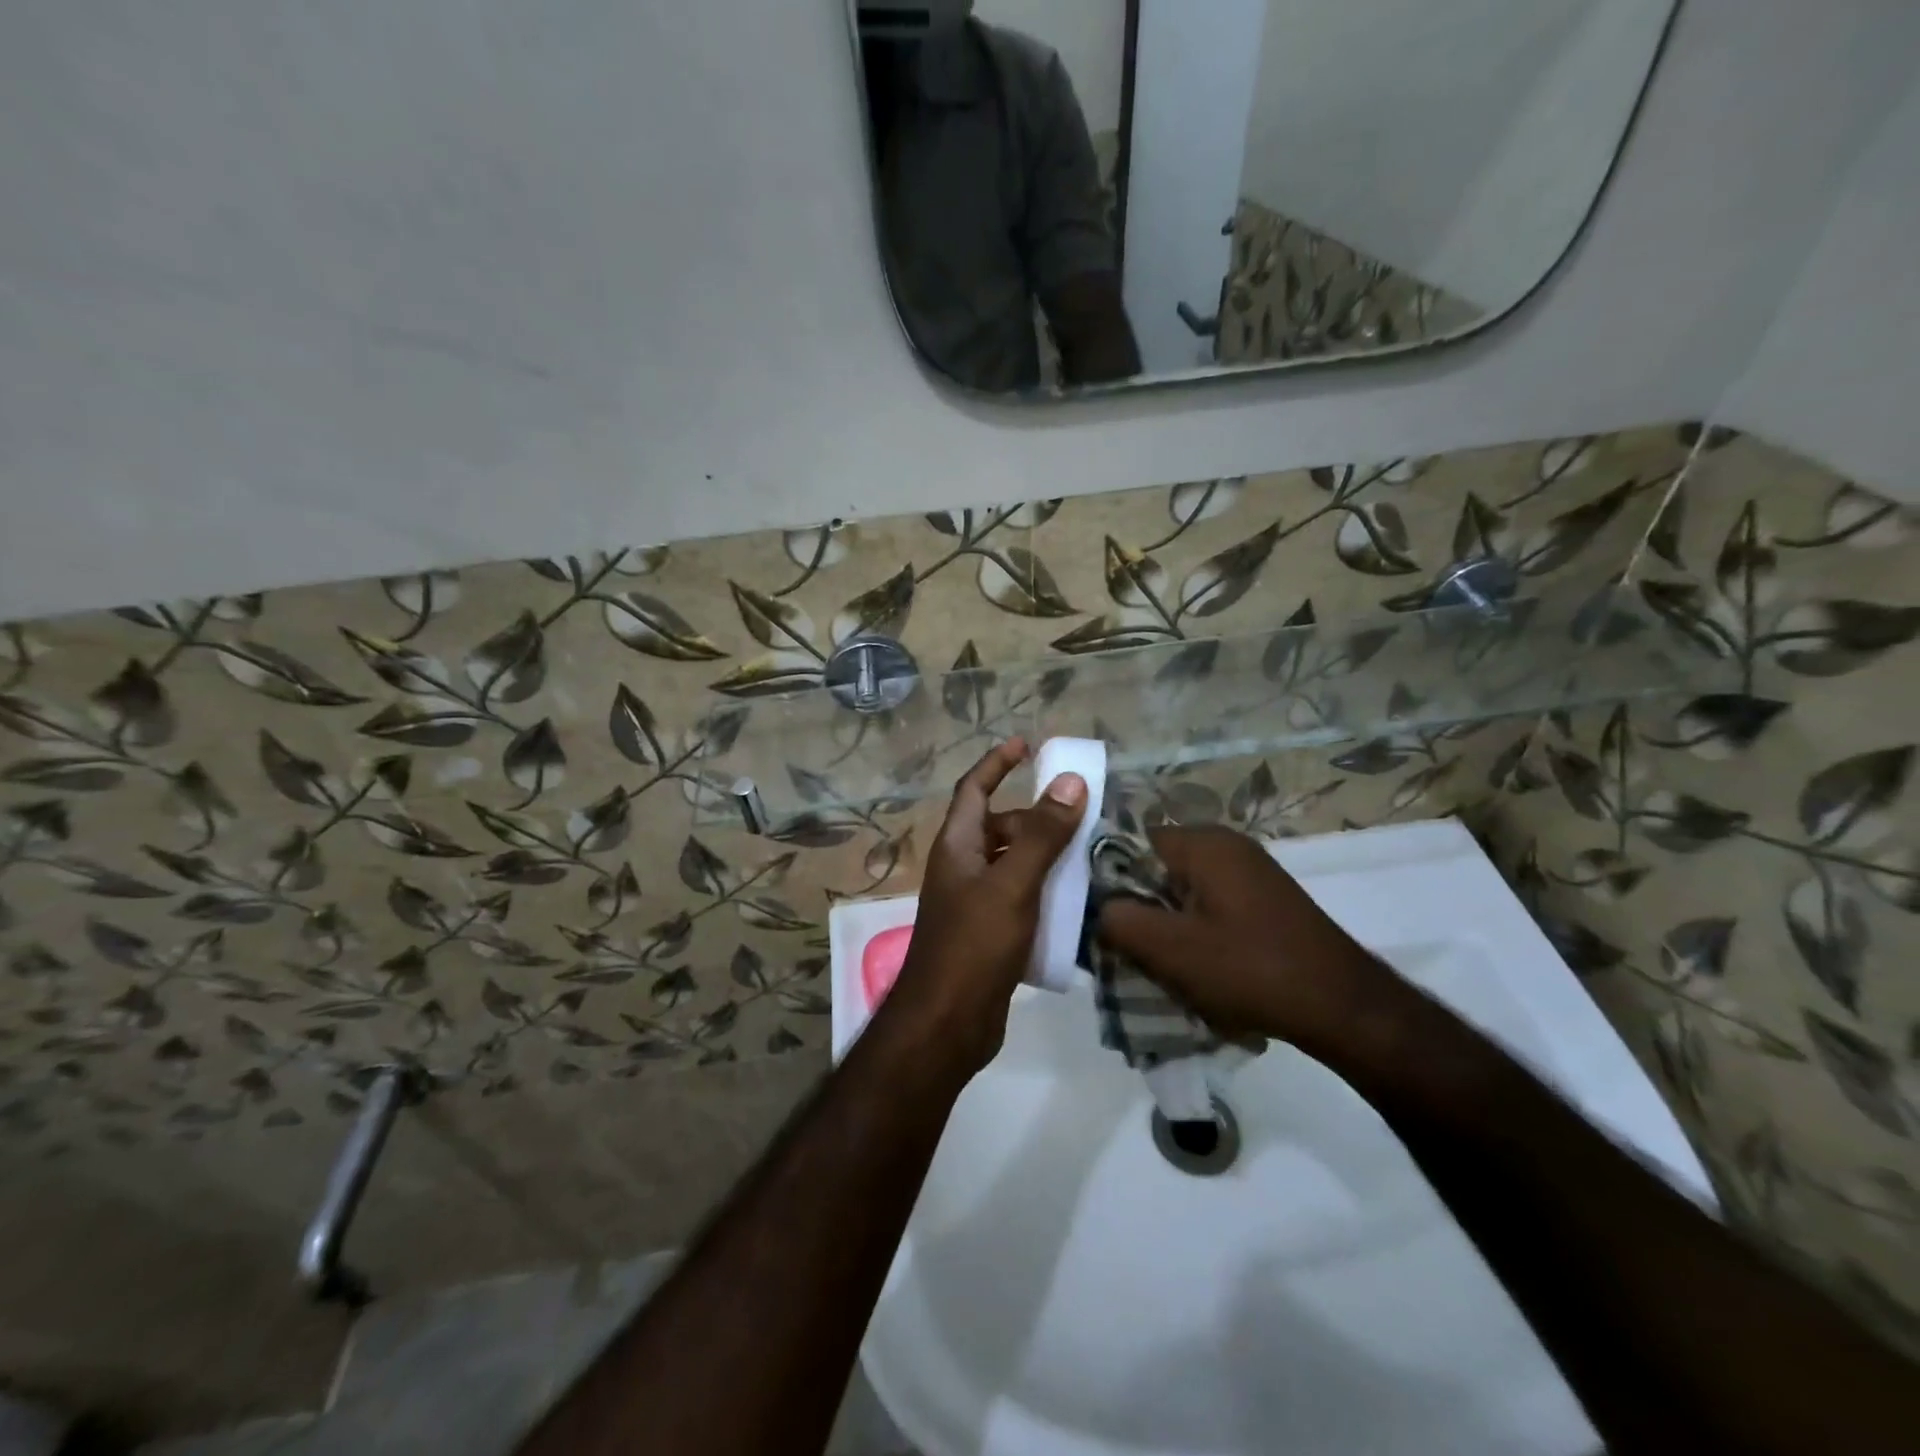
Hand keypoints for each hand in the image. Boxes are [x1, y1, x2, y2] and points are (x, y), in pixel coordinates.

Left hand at [884, 738, 1086, 1074]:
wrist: (947, 1023)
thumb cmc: (973, 945)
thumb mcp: (1012, 884)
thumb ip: (1042, 835)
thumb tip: (1068, 781)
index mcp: (958, 845)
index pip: (974, 789)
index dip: (996, 763)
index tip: (1026, 745)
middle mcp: (962, 867)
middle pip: (999, 827)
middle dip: (1035, 818)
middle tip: (1079, 818)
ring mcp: (974, 902)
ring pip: (1012, 864)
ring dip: (1044, 856)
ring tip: (1087, 856)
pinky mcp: (988, 933)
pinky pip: (1019, 897)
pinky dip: (1043, 891)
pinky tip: (1075, 902)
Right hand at [1096, 826, 1417, 1066]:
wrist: (1342, 1006)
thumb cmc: (1249, 968)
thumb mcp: (1169, 949)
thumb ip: (1118, 920)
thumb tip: (1097, 910)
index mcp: (1202, 843)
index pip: (1131, 841)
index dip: (1108, 878)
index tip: (1100, 917)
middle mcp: (1226, 844)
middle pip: (1157, 867)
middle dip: (1139, 905)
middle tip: (1127, 946)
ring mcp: (1250, 870)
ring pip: (1183, 890)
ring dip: (1167, 923)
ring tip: (1160, 962)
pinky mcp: (1264, 898)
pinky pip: (1210, 904)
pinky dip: (1196, 930)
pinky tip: (1197, 966)